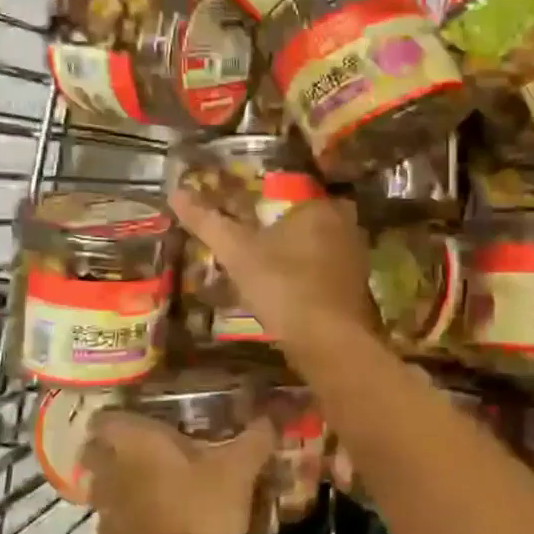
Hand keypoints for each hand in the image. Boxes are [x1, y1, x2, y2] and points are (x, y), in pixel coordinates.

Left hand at [84, 410, 276, 533]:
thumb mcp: (238, 471)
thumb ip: (256, 438)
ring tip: (157, 482)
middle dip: (117, 447)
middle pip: (98, 450)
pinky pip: (116, 517)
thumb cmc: (200, 511)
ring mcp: (105, 509)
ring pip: (105, 484)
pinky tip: (159, 518)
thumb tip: (273, 415)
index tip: (141, 413)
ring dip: (124, 481)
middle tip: (150, 445)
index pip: (104, 416)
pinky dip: (131, 515)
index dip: (118, 413)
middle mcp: (110, 469)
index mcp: (134, 441)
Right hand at [169, 190, 377, 349]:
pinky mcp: (357, 287)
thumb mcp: (237, 252)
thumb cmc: (283, 286)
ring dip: (295, 253)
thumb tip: (176, 192)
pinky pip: (326, 271)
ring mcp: (356, 257)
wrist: (329, 343)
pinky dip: (308, 276)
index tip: (245, 215)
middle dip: (281, 228)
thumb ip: (208, 221)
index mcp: (320, 206)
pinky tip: (287, 290)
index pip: (291, 190)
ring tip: (264, 266)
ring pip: (318, 245)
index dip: (265, 202)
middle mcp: (346, 225)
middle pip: (306, 218)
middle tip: (252, 241)